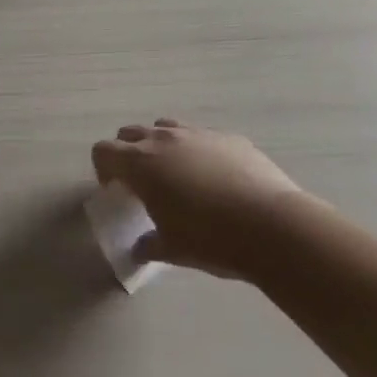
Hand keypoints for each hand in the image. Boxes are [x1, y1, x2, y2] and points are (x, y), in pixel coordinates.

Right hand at [90, 119, 308, 279]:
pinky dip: (198, 151)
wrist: (272, 225)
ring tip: (177, 176)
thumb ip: (149, 244)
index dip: (103, 170)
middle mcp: (164, 139)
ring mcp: (198, 134)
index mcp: (140, 163)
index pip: (103, 151)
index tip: (117, 192)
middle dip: (128, 153)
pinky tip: (216, 179)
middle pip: (130, 133)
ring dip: (161, 147)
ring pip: (166, 128)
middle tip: (142, 183)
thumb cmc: (210, 238)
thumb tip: (140, 248)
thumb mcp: (172, 249)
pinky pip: (202, 137)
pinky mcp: (230, 137)